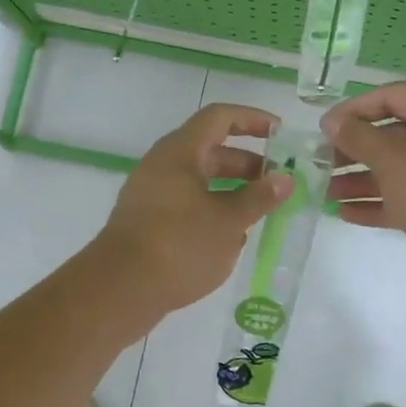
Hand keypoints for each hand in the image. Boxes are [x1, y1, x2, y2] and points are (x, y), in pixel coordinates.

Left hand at [93, 103, 292, 318]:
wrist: (120, 289)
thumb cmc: (179, 244)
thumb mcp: (229, 221)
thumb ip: (259, 197)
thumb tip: (285, 179)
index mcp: (180, 151)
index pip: (220, 117)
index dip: (252, 119)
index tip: (280, 133)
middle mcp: (162, 165)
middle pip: (211, 150)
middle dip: (247, 163)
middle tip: (278, 182)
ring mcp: (151, 194)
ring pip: (199, 181)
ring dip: (232, 190)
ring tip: (260, 211)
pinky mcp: (147, 222)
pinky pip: (186, 204)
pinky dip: (212, 210)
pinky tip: (231, 237)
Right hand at [322, 82, 405, 282]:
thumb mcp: (393, 160)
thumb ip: (358, 137)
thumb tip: (332, 121)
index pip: (394, 96)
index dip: (355, 110)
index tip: (323, 128)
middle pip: (395, 134)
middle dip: (355, 150)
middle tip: (321, 162)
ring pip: (400, 168)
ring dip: (362, 179)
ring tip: (325, 192)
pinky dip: (380, 201)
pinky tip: (345, 213)